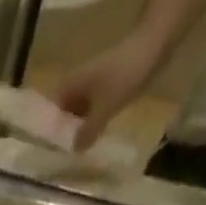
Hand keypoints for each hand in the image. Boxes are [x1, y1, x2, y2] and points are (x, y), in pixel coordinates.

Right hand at [54, 35, 157, 151]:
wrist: (154, 45)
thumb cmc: (124, 75)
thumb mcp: (104, 109)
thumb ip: (87, 132)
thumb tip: (75, 151)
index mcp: (69, 87)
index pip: (51, 116)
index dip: (51, 135)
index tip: (52, 155)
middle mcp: (76, 85)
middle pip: (65, 116)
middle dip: (66, 134)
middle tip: (65, 159)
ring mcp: (91, 85)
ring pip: (79, 113)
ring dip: (80, 130)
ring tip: (79, 153)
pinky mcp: (105, 86)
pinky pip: (93, 109)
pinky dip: (93, 122)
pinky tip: (95, 138)